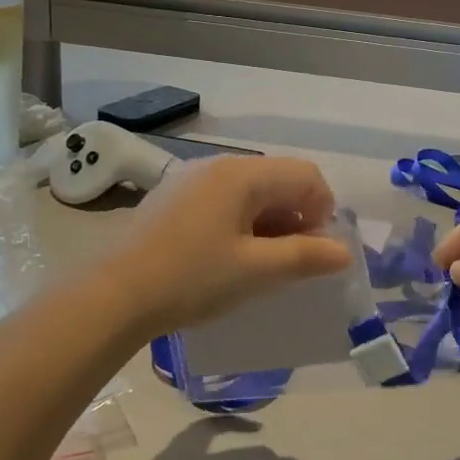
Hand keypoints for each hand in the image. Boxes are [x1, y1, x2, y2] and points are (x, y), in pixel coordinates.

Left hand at [108, 156, 352, 335]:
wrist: (114, 295)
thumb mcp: (256, 271)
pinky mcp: (173, 196)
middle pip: (278, 179)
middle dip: (297, 216)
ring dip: (269, 221)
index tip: (315, 251)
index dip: (323, 210)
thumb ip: (305, 257)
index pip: (306, 176)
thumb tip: (344, 252)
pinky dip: (240, 221)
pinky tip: (227, 256)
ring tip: (261, 262)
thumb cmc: (192, 279)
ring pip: (250, 190)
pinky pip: (223, 199)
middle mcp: (218, 164)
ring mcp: (191, 178)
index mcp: (243, 174)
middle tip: (291, 260)